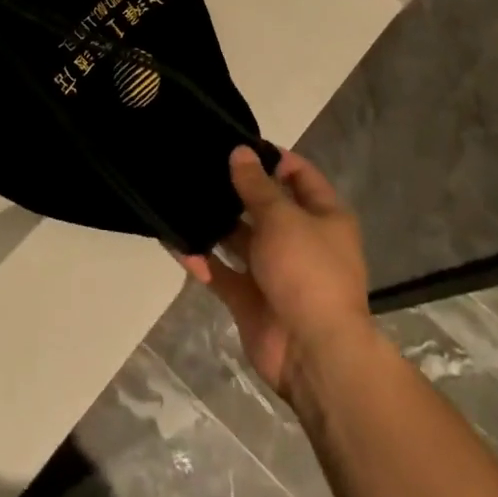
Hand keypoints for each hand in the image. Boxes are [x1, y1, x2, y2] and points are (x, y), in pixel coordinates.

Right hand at [179, 147, 374, 410]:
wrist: (314, 353)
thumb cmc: (308, 272)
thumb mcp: (283, 218)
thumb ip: (257, 186)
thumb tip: (240, 152)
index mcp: (323, 216)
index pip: (299, 175)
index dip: (273, 158)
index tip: (236, 142)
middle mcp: (300, 240)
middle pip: (265, 206)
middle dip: (235, 189)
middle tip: (197, 166)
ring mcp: (274, 271)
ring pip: (239, 239)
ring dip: (214, 223)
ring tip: (179, 196)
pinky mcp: (250, 298)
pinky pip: (221, 272)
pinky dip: (200, 259)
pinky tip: (174, 240)